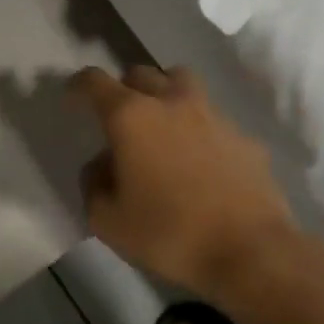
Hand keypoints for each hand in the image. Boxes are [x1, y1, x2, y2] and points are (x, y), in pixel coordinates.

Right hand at [71, 65, 299, 303]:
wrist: (250, 250)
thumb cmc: (169, 234)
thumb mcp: (108, 221)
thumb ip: (94, 186)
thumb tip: (101, 166)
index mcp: (132, 117)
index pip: (95, 82)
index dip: (79, 85)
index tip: (72, 94)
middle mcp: (172, 103)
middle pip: (141, 73)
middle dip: (124, 87)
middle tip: (118, 115)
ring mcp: (213, 115)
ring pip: (182, 83)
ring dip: (165, 93)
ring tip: (161, 123)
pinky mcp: (243, 136)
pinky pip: (213, 118)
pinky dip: (199, 128)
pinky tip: (200, 160)